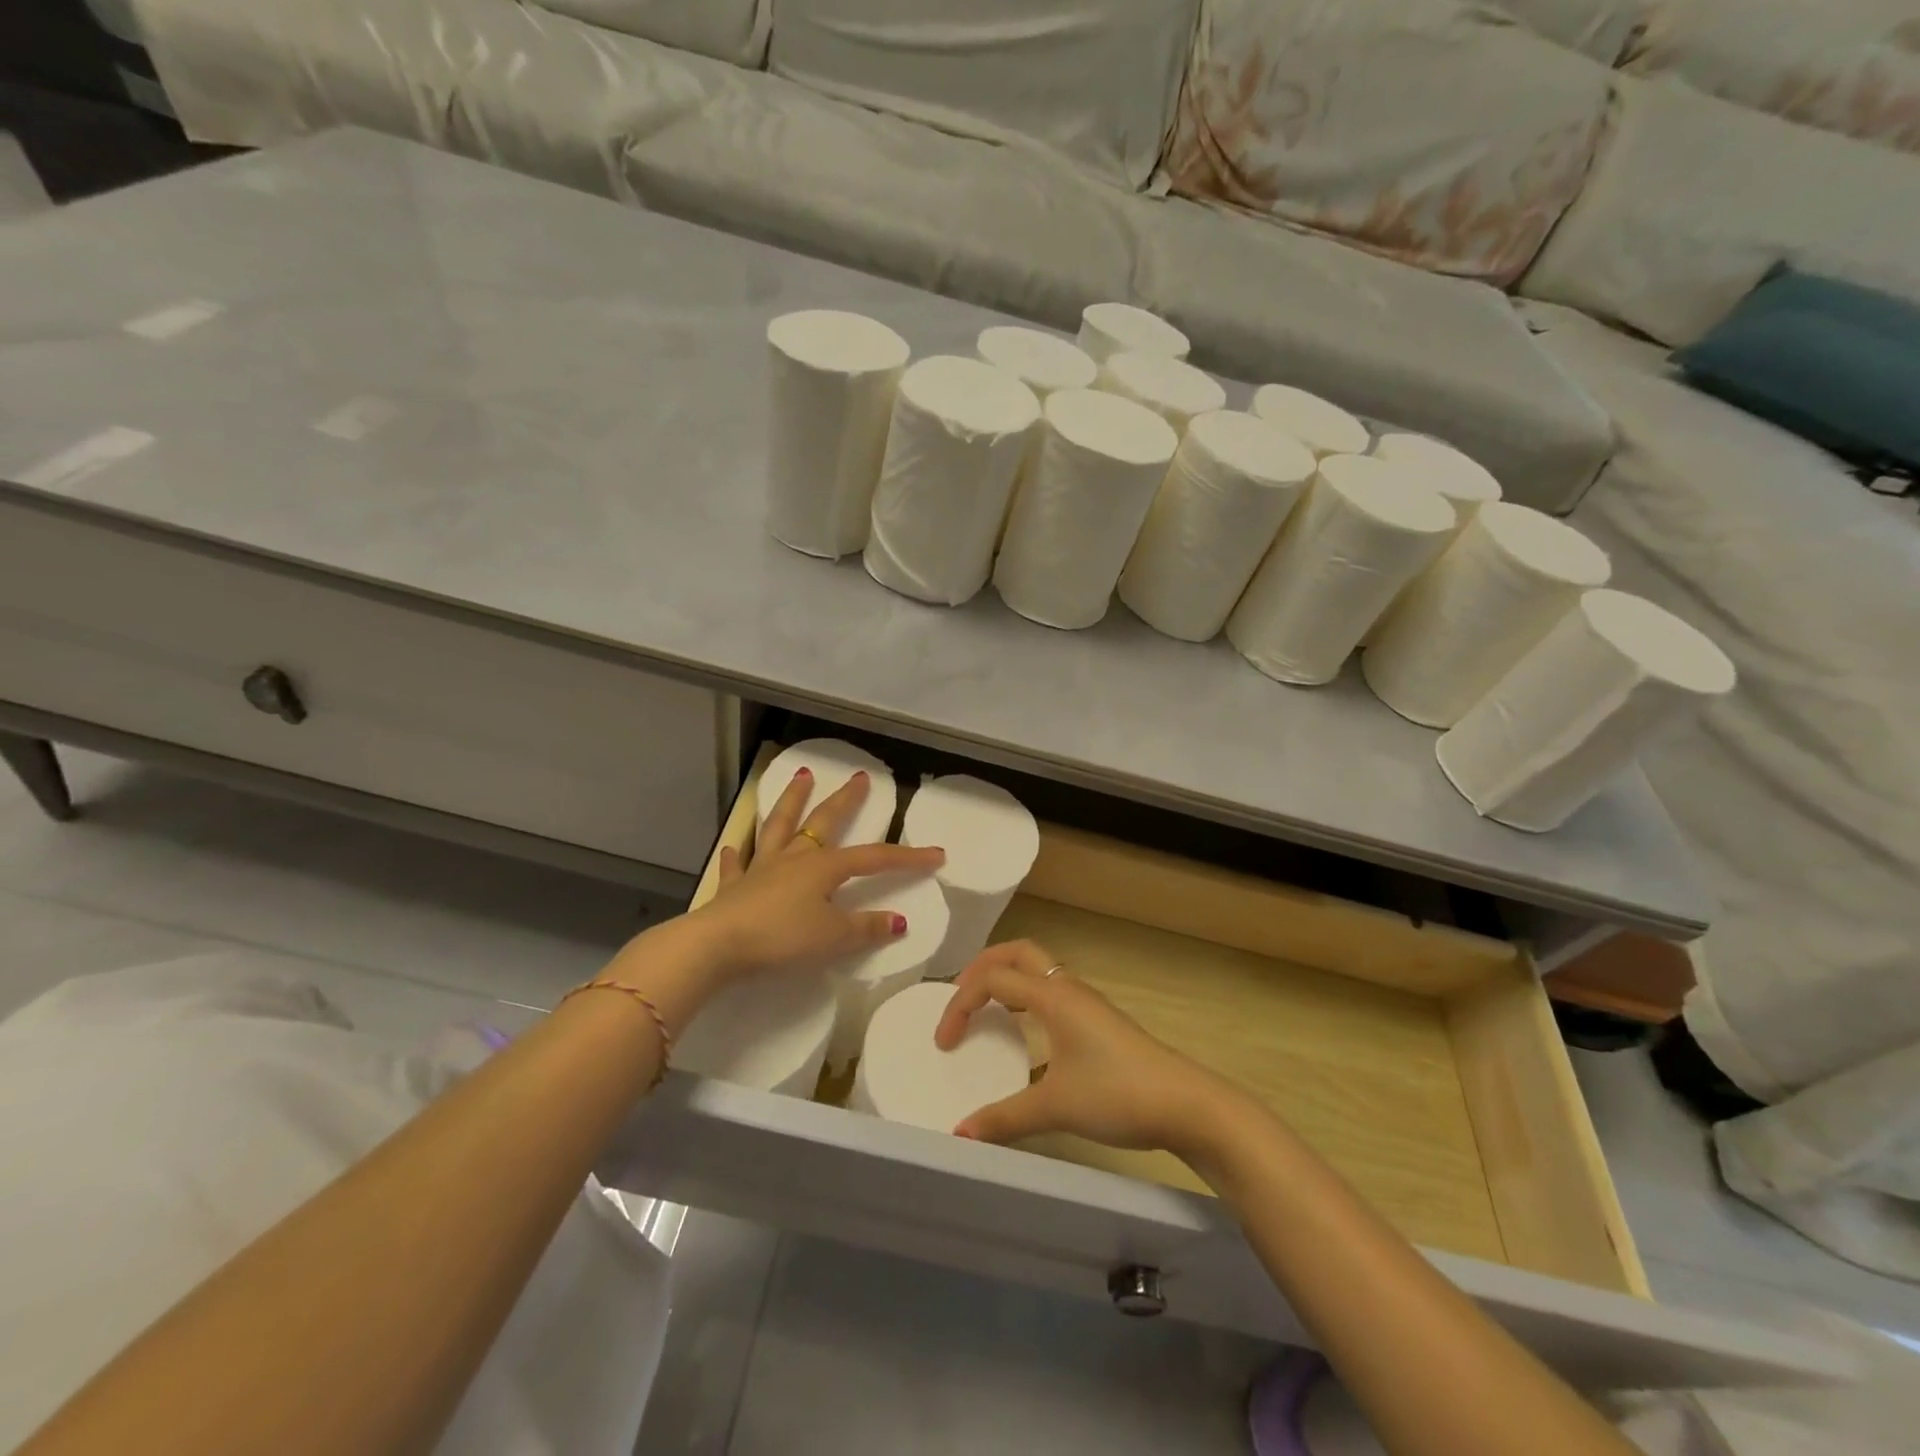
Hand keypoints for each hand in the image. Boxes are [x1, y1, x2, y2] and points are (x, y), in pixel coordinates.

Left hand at [689, 765, 943, 977]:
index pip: (874, 858)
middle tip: (859, 777)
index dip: (907, 857)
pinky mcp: (735, 886)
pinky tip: (735, 847)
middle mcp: (795, 858)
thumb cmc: (782, 938)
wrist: (718, 944)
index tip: (936, 854)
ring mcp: (762, 868)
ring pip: (780, 826)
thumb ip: (866, 928)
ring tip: (800, 776)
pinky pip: (738, 865)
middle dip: (845, 799)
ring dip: (792, 801)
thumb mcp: (833, 938)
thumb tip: (899, 921)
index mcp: (824, 867)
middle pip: (824, 821)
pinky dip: (739, 855)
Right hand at [934, 940, 1231, 1156]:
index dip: (960, 1003)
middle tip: (959, 997)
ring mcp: (1086, 1003)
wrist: (1185, 1104)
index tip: (945, 1042)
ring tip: (985, 1010)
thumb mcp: (1055, 1108)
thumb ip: (1004, 1119)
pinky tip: (1024, 1040)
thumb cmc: (1117, 1095)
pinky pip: (1052, 993)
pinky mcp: (1098, 1021)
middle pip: (1017, 953)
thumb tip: (959, 1134)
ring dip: (1006, 980)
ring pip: (1037, 971)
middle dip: (982, 967)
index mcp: (1053, 997)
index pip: (993, 978)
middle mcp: (1067, 989)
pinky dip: (1027, 1001)